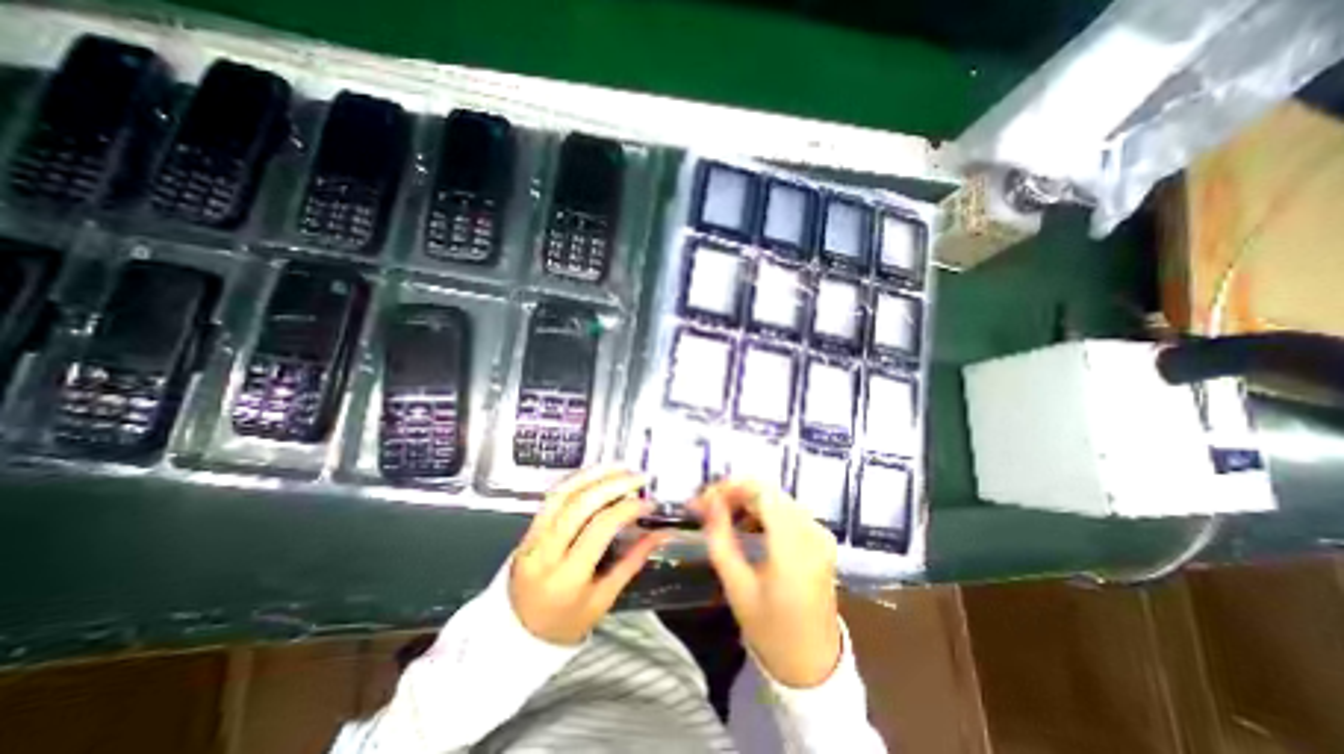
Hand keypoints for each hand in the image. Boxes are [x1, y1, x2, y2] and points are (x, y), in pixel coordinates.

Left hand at [506, 466, 667, 648]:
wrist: (513, 636)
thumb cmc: (565, 623)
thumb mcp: (603, 600)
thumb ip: (632, 562)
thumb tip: (661, 534)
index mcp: (567, 578)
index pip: (600, 529)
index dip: (627, 509)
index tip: (649, 503)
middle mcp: (545, 552)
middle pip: (580, 504)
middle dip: (613, 484)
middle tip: (638, 476)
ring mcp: (531, 538)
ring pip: (562, 494)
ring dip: (594, 474)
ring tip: (620, 467)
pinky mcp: (527, 529)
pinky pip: (552, 497)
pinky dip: (576, 480)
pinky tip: (596, 473)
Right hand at [694, 479, 836, 686]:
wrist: (813, 663)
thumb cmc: (770, 629)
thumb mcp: (737, 587)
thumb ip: (720, 538)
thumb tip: (708, 501)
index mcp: (794, 547)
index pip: (760, 492)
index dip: (729, 488)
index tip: (703, 499)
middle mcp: (812, 531)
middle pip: (768, 491)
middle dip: (734, 492)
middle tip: (705, 506)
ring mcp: (820, 532)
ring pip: (776, 497)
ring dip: (746, 500)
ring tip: (719, 514)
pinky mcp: (820, 537)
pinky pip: (787, 509)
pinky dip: (762, 510)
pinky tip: (745, 524)